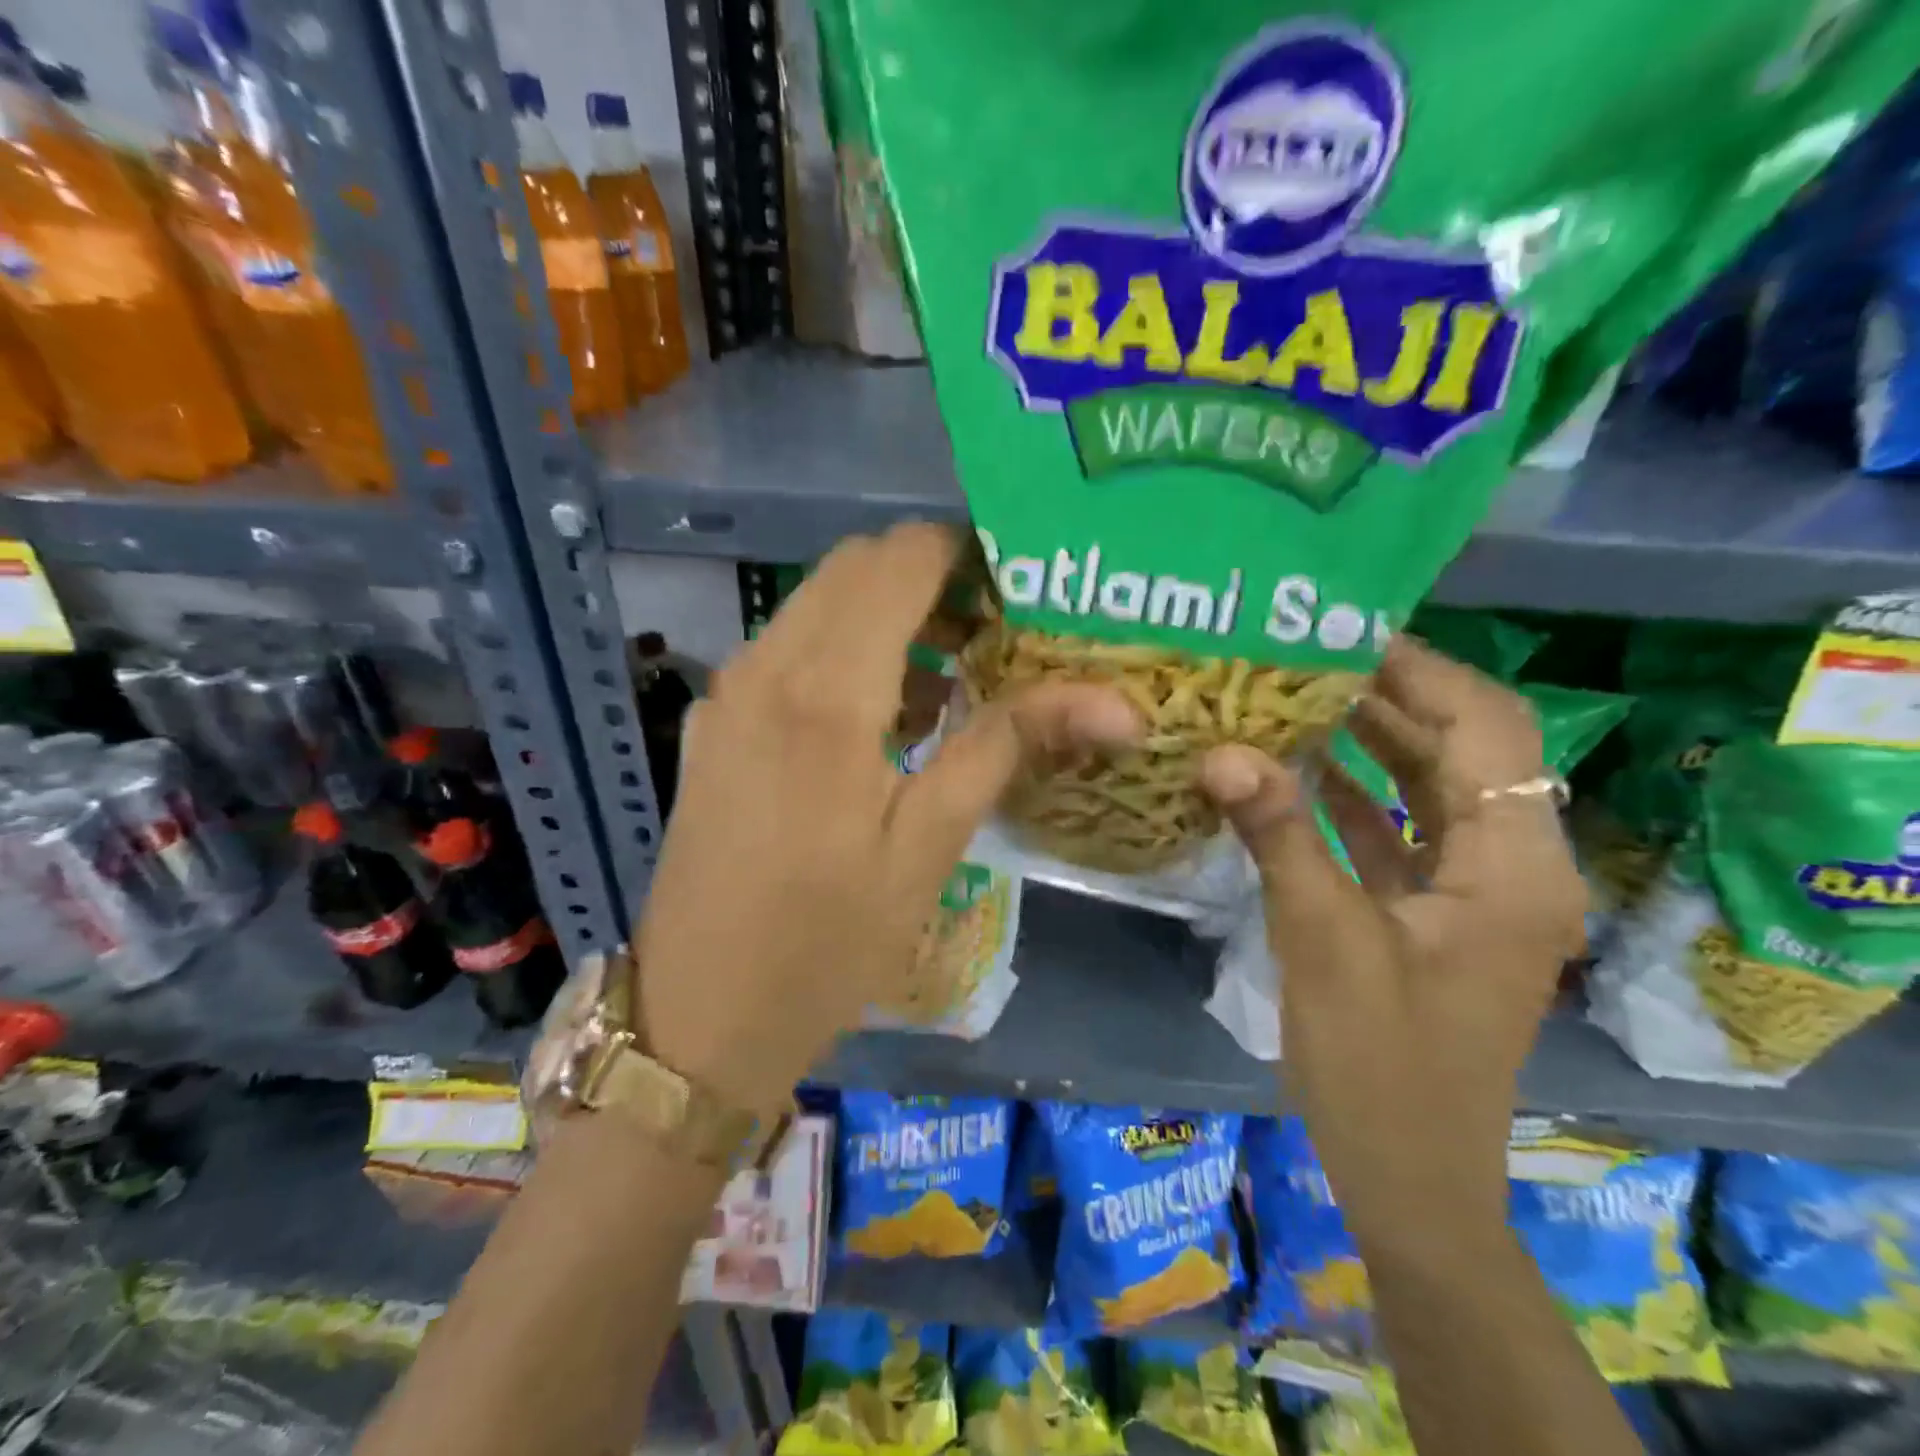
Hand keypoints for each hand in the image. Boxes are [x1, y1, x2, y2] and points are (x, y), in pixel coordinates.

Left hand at [635, 524, 1140, 1116]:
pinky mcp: (714, 721)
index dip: (964, 554)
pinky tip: (880, 713)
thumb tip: (1113, 702)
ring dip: (885, 612)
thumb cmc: (827, 943)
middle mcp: (766, 666)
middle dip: (929, 577)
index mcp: (826, 692)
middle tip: (993, 633)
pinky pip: (786, 646)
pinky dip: (841, 646)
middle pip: (856, 566)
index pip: (900, 559)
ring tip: (949, 674)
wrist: (698, 1016)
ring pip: (817, 602)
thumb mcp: (929, 847)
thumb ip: (1006, 746)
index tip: (1017, 591)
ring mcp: (729, 690)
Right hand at [1201, 640, 1585, 1255]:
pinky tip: (1290, 769)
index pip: (1486, 727)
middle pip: (1460, 748)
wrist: (1408, 1176)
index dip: (1420, 672)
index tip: (1340, 634)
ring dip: (1365, 741)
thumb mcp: (1326, 943)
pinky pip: (1397, 829)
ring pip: (1426, 786)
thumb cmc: (1380, 1067)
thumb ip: (1280, 837)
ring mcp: (1471, 889)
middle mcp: (1508, 863)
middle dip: (1385, 698)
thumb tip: (1221, 751)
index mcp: (1512, 866)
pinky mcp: (1433, 910)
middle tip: (1299, 657)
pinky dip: (1350, 795)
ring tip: (1289, 696)